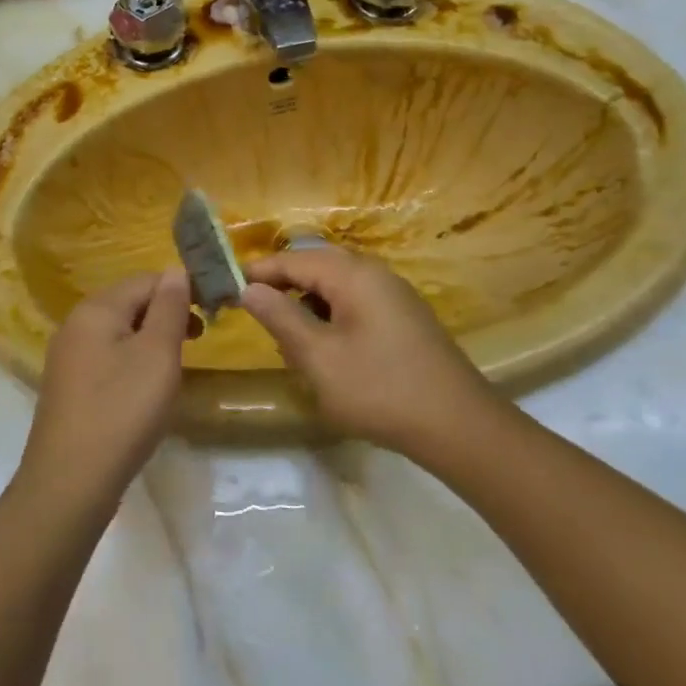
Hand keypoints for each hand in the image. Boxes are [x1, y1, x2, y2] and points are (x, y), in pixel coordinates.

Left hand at [19, 270, 193, 510]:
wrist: (70, 482)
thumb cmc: (122, 411)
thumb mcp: (157, 355)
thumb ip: (169, 308)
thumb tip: (176, 271)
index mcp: (96, 308)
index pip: (145, 279)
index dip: (181, 288)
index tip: (211, 311)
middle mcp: (76, 324)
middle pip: (129, 302)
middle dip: (166, 313)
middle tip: (198, 339)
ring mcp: (68, 356)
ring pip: (119, 331)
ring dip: (151, 339)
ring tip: (176, 364)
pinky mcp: (68, 386)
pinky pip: (107, 356)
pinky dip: (132, 361)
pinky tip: (145, 388)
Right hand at [240, 248, 489, 451]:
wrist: (458, 426)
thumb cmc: (379, 389)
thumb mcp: (318, 357)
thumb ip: (280, 318)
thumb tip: (250, 289)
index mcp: (353, 275)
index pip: (293, 259)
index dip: (259, 271)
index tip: (227, 287)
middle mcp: (374, 274)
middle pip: (316, 265)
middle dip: (283, 285)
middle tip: (254, 310)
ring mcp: (393, 296)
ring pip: (335, 285)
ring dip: (306, 302)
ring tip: (286, 335)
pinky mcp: (403, 319)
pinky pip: (354, 302)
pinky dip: (330, 315)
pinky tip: (324, 347)